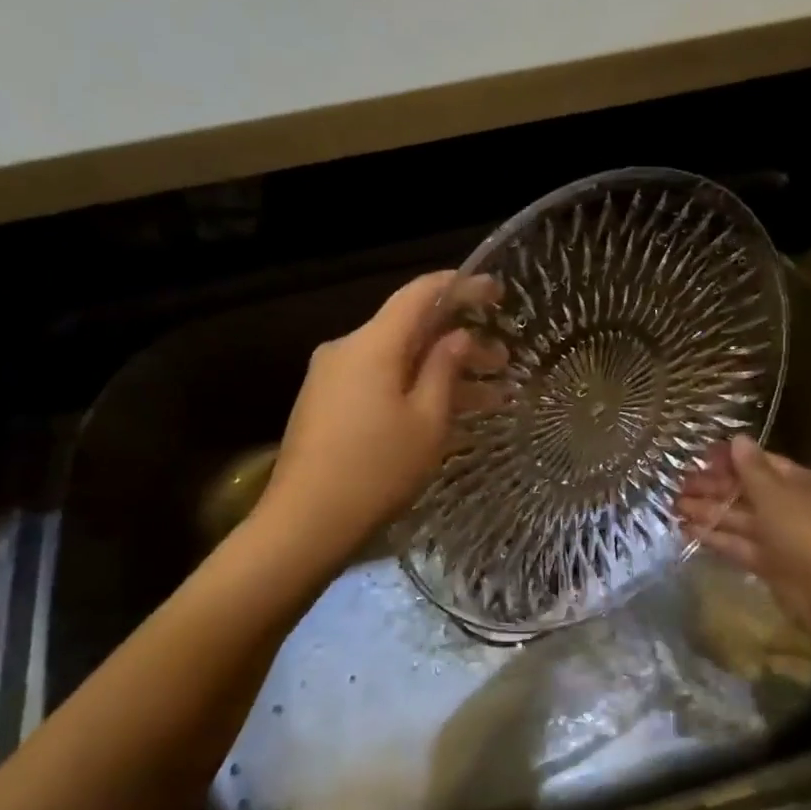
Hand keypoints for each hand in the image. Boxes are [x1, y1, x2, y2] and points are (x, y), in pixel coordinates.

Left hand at [256, 271, 502, 563]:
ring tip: (490, 396)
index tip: (496, 292)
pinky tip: (447, 414)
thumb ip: (445, 368)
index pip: (419, 294)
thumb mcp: (427, 420)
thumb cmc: (377, 468)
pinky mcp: (326, 404)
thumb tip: (457, 335)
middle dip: (459, 342)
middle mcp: (347, 349)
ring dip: (441, 373)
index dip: (460, 287)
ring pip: (397, 361)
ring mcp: (332, 378)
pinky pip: (378, 382)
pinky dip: (414, 389)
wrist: (305, 522)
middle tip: (504, 362)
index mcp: (372, 344)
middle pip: (410, 330)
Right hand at [677, 437, 810, 639]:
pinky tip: (688, 531)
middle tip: (679, 484)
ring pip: (739, 518)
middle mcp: (789, 506)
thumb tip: (738, 439)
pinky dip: (715, 537)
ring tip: (675, 506)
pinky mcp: (768, 563)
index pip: (761, 463)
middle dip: (713, 487)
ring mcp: (779, 537)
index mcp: (798, 483)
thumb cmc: (803, 531)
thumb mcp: (775, 493)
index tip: (699, 457)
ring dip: (708, 511)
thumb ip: (752, 468)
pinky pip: (738, 544)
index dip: (731, 459)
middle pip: (746, 491)